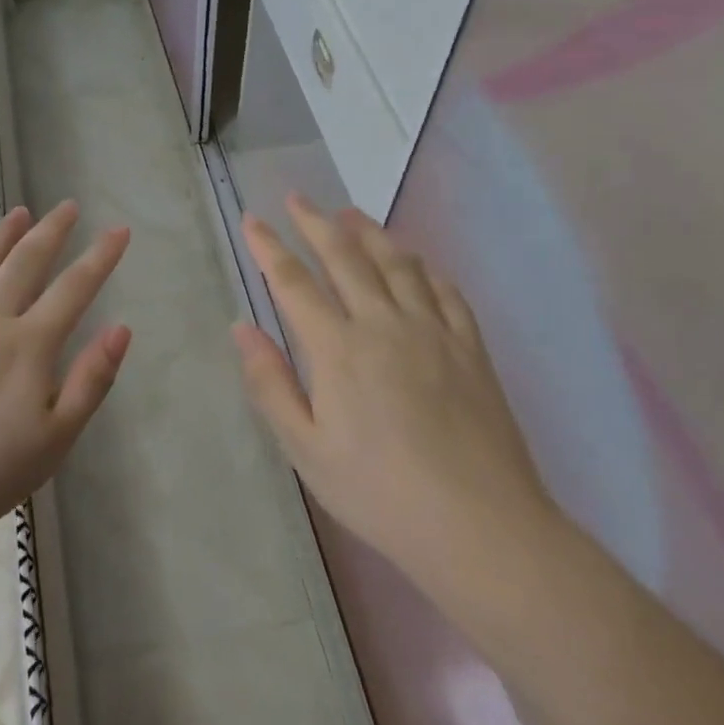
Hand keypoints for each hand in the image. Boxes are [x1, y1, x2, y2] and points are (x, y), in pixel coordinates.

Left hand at [0, 200, 131, 553]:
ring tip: (17, 214)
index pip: (74, 288)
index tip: (119, 229)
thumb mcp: (56, 440)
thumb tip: (121, 328)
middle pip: (24, 263)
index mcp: (27, 346)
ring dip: (0, 236)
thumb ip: (92, 380)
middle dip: (51, 231)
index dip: (100, 256)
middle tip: (67, 206)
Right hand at [233, 195, 558, 606]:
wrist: (480, 525)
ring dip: (370, 232)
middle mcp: (383, 324)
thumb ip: (271, 384)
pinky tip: (415, 261)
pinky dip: (424, 267)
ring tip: (351, 214)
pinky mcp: (470, 347)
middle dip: (316, 223)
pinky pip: (444, 290)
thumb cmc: (378, 492)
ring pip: (397, 263)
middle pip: (345, 257)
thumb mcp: (306, 449)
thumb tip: (243, 328)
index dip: (269, 247)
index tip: (252, 220)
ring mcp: (433, 331)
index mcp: (338, 348)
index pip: (293, 282)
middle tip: (298, 199)